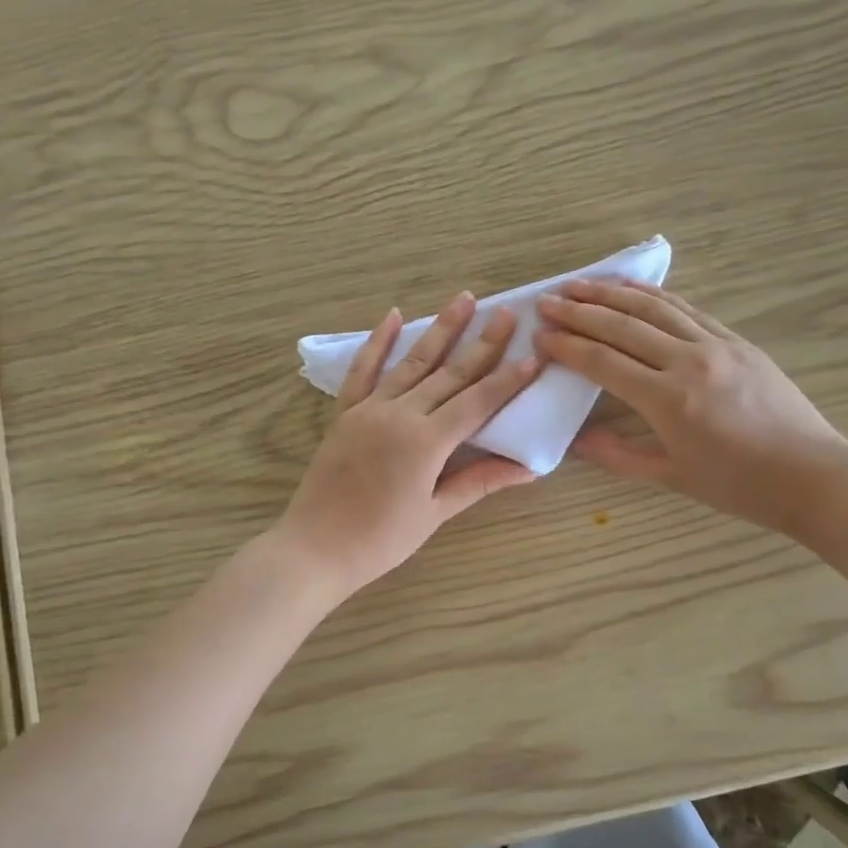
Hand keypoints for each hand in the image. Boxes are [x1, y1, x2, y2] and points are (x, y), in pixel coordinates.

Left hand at [277, 293, 540, 597]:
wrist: (315, 548)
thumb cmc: (381, 540)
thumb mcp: (435, 513)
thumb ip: (479, 482)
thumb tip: (528, 468)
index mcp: (426, 442)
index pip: (477, 402)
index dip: (508, 379)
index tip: (533, 354)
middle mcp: (400, 414)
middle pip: (449, 373)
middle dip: (482, 342)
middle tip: (506, 312)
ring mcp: (369, 409)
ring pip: (412, 362)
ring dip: (440, 329)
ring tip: (463, 298)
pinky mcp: (345, 413)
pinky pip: (362, 370)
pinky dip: (377, 341)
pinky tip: (392, 315)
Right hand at [535, 281, 847, 536]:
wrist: (813, 475)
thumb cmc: (739, 486)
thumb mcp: (672, 477)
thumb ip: (618, 456)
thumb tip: (576, 441)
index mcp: (668, 400)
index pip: (603, 362)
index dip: (567, 347)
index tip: (539, 336)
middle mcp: (688, 362)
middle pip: (622, 326)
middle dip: (579, 311)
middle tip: (545, 301)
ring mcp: (717, 345)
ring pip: (654, 308)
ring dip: (612, 293)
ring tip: (579, 284)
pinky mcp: (738, 341)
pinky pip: (688, 310)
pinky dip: (655, 296)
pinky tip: (633, 289)